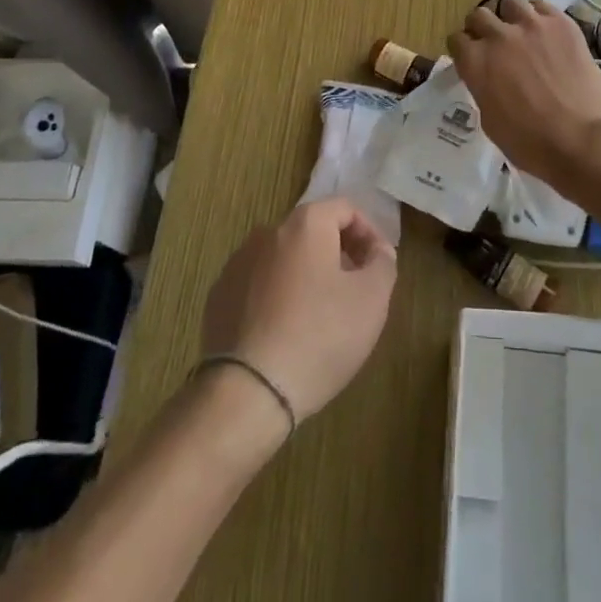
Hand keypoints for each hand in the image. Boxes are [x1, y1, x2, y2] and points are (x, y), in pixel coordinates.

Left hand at [200, 198, 396, 421]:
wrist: (246, 392)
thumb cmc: (319, 336)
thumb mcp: (372, 300)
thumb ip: (383, 262)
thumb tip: (377, 250)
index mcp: (305, 224)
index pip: (345, 209)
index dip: (369, 233)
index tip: (378, 266)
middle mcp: (267, 232)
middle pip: (313, 231)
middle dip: (338, 254)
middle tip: (354, 291)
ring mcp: (237, 264)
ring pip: (284, 259)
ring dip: (306, 275)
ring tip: (319, 316)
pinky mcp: (218, 297)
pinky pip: (258, 285)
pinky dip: (276, 297)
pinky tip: (285, 333)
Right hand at [449, 0, 600, 180]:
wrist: (580, 140)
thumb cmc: (529, 143)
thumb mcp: (489, 120)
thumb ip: (482, 87)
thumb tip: (487, 77)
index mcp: (475, 62)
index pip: (456, 39)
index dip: (463, 49)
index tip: (470, 57)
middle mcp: (498, 36)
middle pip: (478, 15)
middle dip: (482, 29)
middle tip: (494, 44)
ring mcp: (531, 25)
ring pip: (510, 3)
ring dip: (510, 17)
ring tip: (521, 32)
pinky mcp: (561, 23)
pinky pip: (542, 5)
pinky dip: (538, 15)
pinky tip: (545, 31)